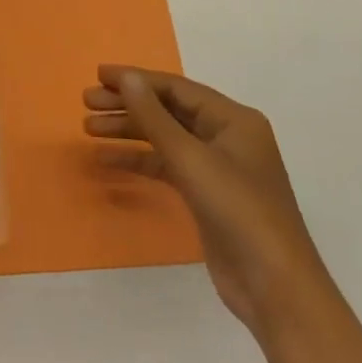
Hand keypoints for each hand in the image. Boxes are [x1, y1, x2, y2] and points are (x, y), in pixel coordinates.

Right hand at [83, 66, 324, 337]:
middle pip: (169, 110)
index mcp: (233, 119)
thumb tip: (128, 78)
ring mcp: (217, 168)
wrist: (274, 287)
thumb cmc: (237, 210)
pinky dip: (139, 160)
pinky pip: (167, 166)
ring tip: (88, 128)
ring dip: (128, 131)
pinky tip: (108, 160)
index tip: (98, 75)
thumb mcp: (191, 158)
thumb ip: (154, 117)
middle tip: (87, 102)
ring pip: (165, 138)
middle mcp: (226, 136)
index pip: (176, 88)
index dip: (136, 79)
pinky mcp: (207, 195)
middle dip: (128, 105)